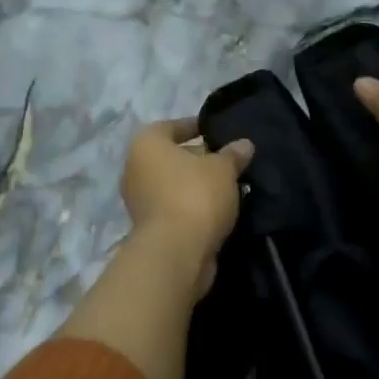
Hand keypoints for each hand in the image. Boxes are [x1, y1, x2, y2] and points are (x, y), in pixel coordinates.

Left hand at [119, 118, 253, 294]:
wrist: (176, 252)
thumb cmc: (195, 195)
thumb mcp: (223, 169)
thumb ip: (233, 154)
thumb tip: (244, 145)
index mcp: (146, 144)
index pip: (171, 126)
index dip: (195, 126)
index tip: (217, 132)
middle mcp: (135, 168)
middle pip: (172, 157)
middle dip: (199, 159)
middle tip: (229, 162)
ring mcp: (139, 200)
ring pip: (174, 184)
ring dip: (197, 185)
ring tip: (229, 187)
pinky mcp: (149, 227)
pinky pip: (175, 207)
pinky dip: (193, 206)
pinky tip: (218, 210)